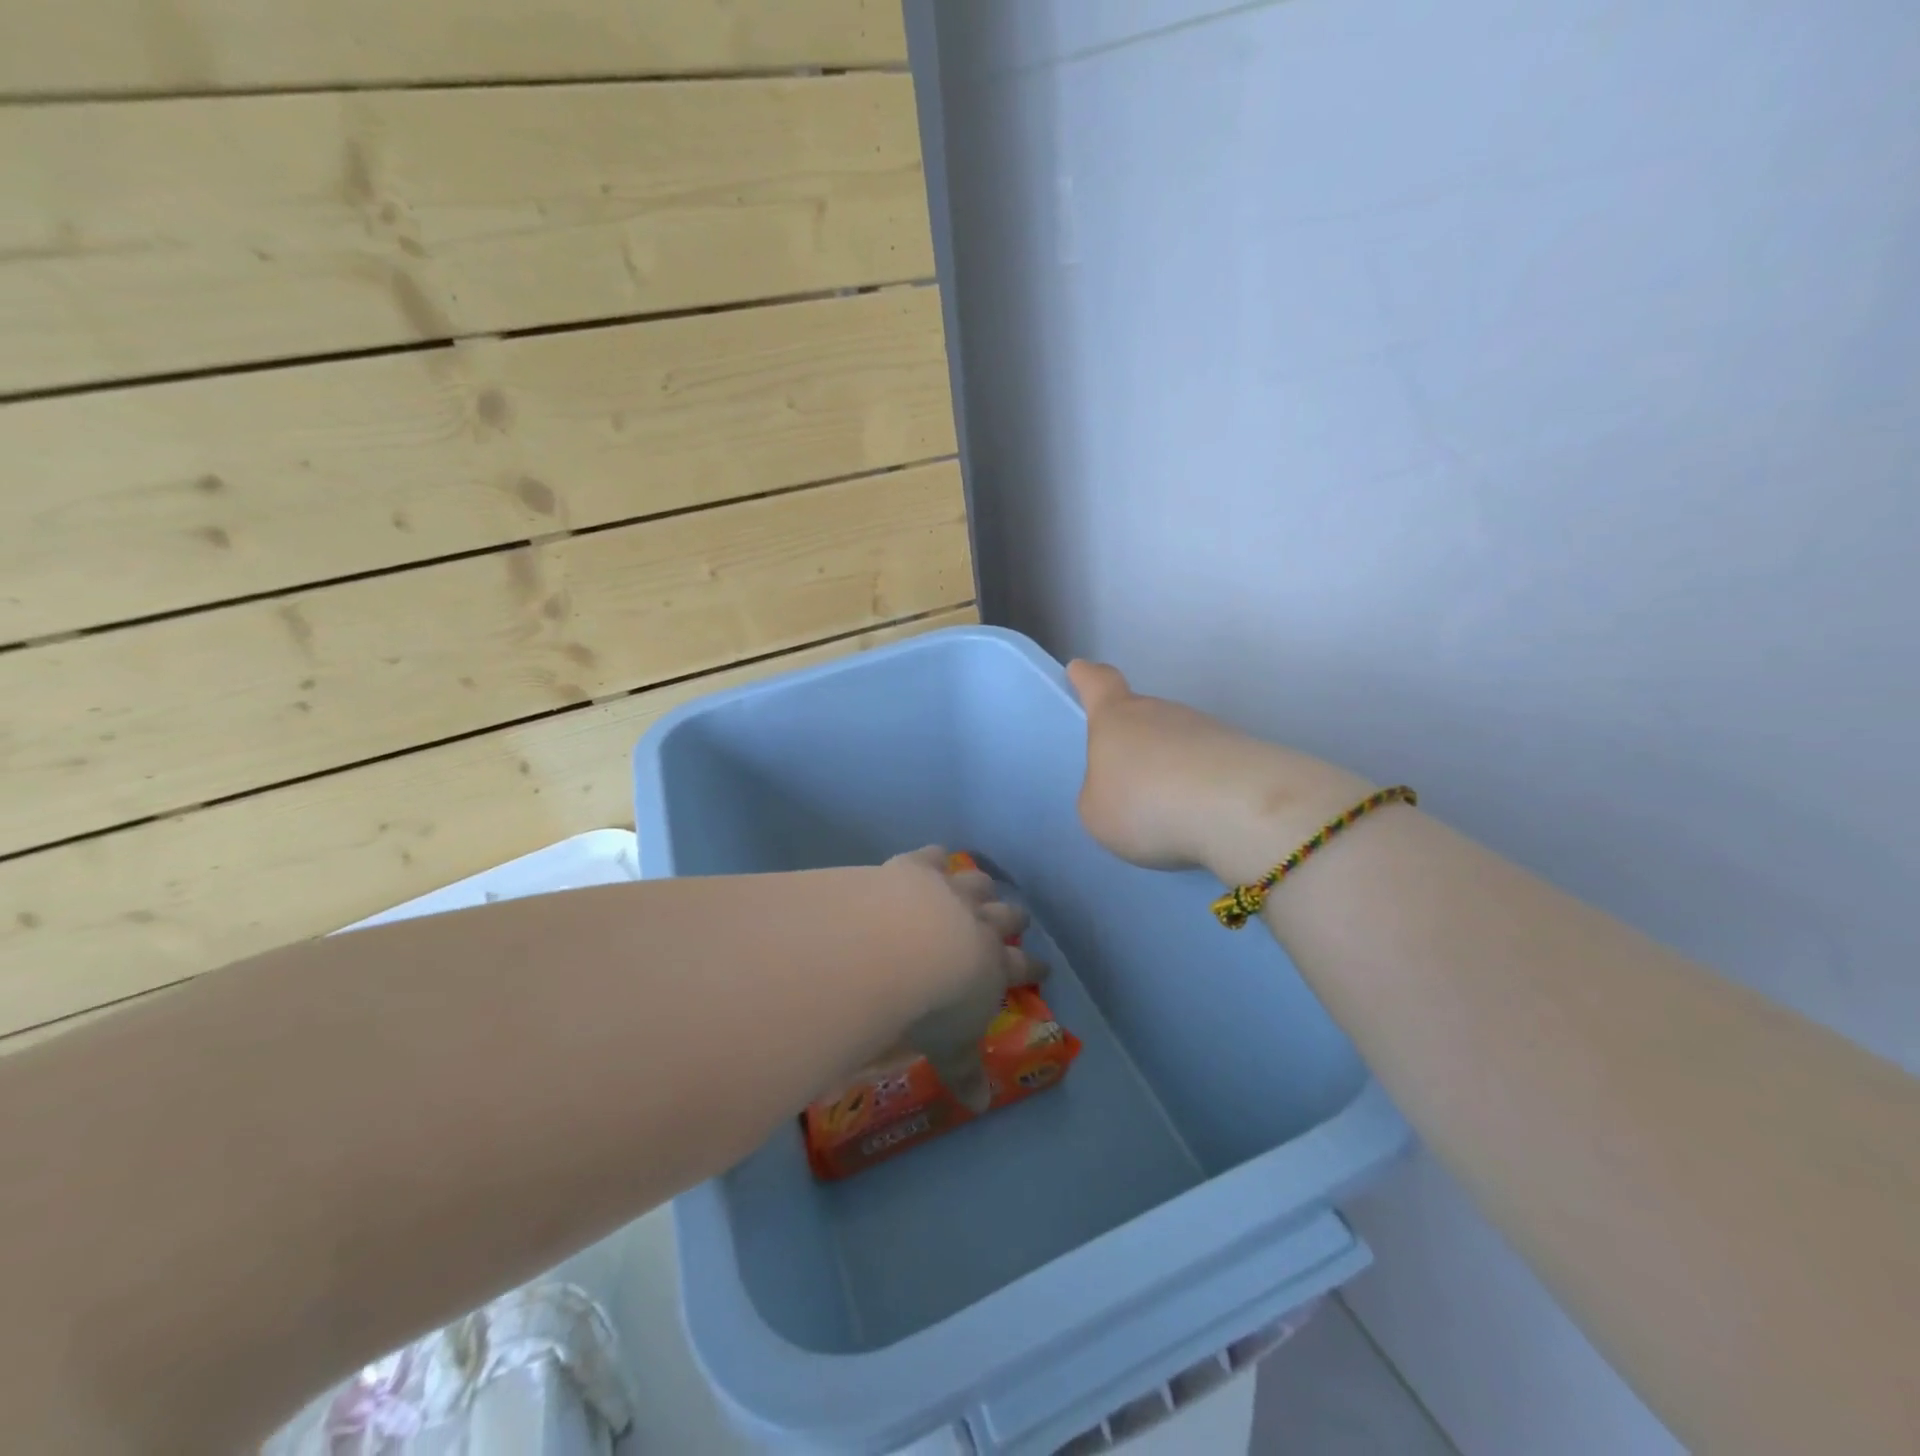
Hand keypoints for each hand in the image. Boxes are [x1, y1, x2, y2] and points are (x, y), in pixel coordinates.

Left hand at [886, 846, 1044, 1111]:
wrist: (900, 946)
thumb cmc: (932, 1006)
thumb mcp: (951, 1048)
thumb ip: (965, 1073)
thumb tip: (981, 1105)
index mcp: (992, 966)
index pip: (1020, 967)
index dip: (1033, 966)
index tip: (1043, 965)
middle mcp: (978, 923)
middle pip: (1006, 915)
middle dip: (1014, 917)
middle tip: (1018, 917)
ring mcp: (949, 891)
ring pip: (976, 883)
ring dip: (981, 884)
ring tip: (983, 884)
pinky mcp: (917, 869)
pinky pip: (932, 857)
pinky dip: (935, 857)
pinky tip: (935, 855)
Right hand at [1067, 661, 1372, 882]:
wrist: (1238, 810)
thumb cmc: (1145, 803)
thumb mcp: (1097, 811)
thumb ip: (1101, 794)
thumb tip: (1122, 788)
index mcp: (1116, 716)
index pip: (1099, 683)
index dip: (1088, 678)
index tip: (1080, 670)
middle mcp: (1161, 711)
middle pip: (1143, 716)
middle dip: (1135, 742)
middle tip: (1128, 781)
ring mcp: (1207, 728)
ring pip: (1179, 743)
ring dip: (1172, 769)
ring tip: (1169, 813)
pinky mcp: (1244, 753)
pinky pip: (1211, 768)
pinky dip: (1203, 788)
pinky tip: (1203, 819)